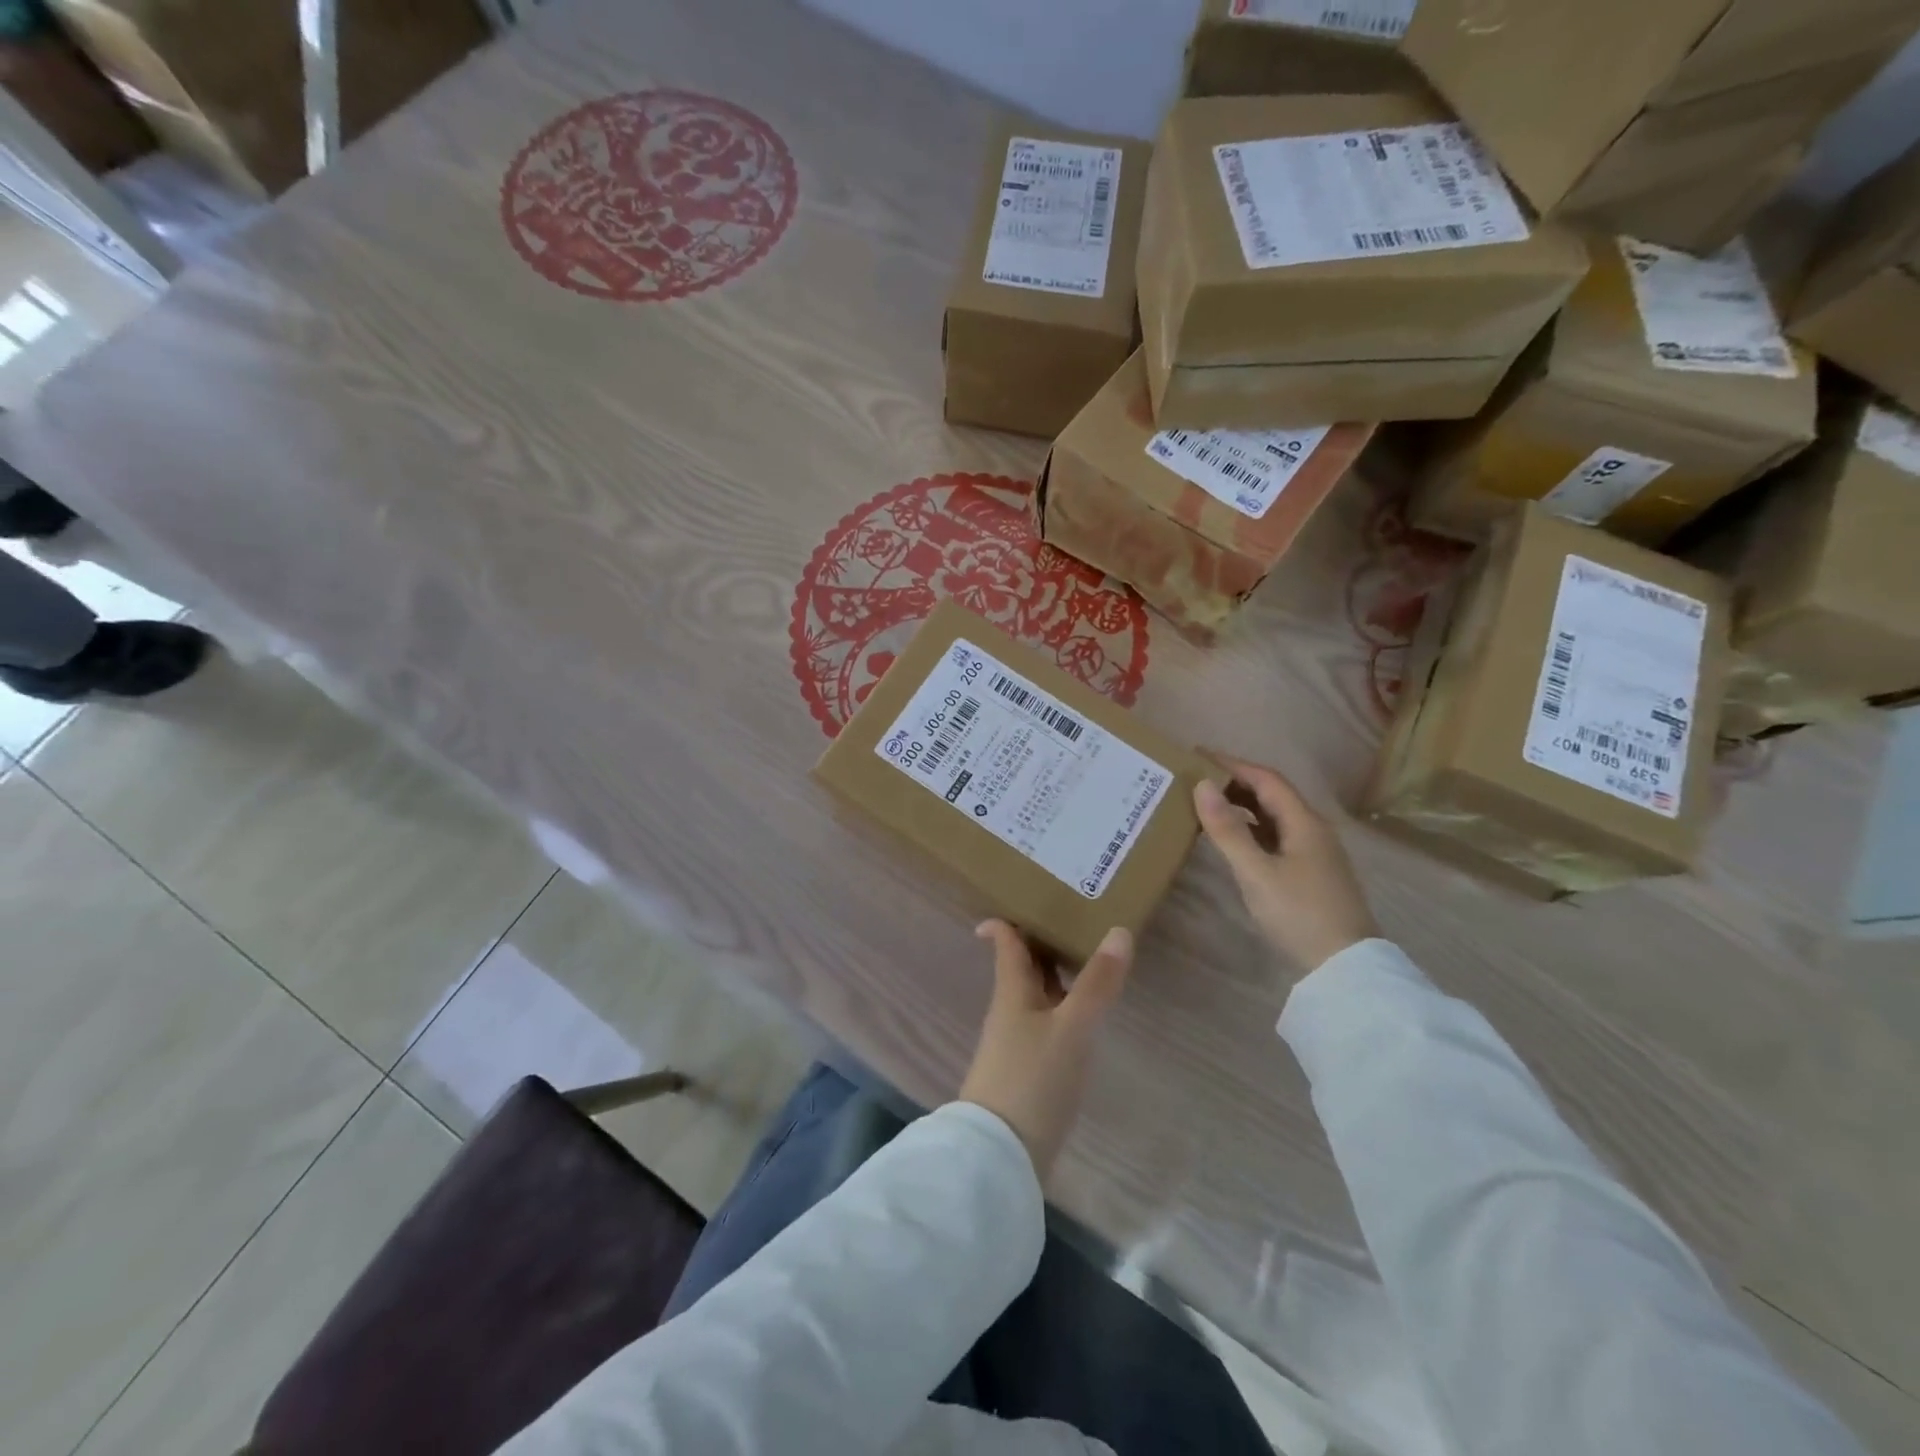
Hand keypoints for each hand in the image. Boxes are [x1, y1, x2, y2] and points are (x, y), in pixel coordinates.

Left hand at [957, 921, 1132, 1182]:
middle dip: (1043, 942)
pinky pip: (1045, 1024)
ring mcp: (1016, 1042)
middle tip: (1076, 919)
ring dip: (1057, 975)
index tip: (1024, 897)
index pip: (1005, 943)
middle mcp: (1010, 1010)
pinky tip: (1086, 1017)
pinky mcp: (1027, 1071)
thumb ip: (1097, 984)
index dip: (1006, 919)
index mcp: (1012, 991)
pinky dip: (1063, 1008)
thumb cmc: (1033, 1079)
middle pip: (1023, 966)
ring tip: (1091, 961)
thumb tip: (1119, 930)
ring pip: (1036, 995)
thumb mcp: (1072, 1029)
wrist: (1001, 1155)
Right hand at [1193, 756, 1377, 975]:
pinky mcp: (1310, 873)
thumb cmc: (1299, 913)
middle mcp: (1312, 829)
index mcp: (1304, 821)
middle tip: (1195, 780)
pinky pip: (1276, 836)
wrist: (1345, 966)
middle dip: (1235, 782)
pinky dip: (1250, 829)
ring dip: (1242, 806)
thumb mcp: (1256, 872)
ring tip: (1206, 805)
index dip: (1231, 763)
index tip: (1196, 755)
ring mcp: (1314, 852)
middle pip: (1272, 794)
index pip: (1265, 778)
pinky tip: (1232, 840)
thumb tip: (1201, 786)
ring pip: (1274, 816)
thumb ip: (1227, 830)